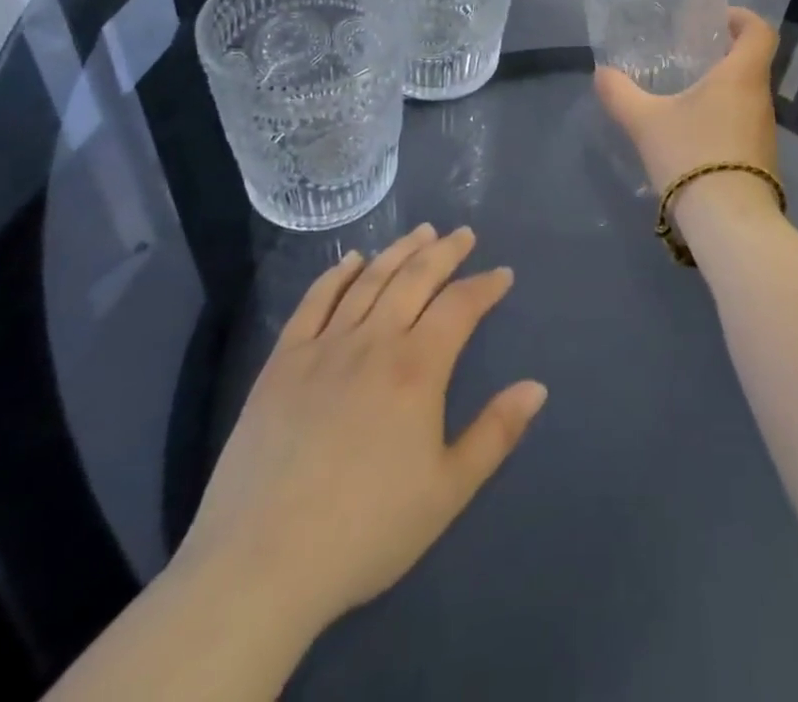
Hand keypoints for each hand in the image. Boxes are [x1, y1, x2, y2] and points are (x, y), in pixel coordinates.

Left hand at [176, 224, 546, 634]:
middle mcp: (373, 342)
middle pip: (415, 278)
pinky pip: (313, 302)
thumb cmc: (366, 531)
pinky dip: (336, 275)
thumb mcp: (448, 491)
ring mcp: (324, 347)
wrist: (261, 564)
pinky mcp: (283, 362)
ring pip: (369, 280)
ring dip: (399, 251)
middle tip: (464, 234)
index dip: (485, 285)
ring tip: (421, 232)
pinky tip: (351, 260)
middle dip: (445, 252)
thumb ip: (496, 433)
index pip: (460, 307)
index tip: (502, 274)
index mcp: (417, 369)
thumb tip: (536, 386)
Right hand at [593, 7, 780, 204]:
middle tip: (690, 57)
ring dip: (723, 90)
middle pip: (752, 63)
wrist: (729, 222)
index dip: (743, 18)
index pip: (760, 31)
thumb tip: (602, 73)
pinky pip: (744, 125)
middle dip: (724, 55)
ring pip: (747, 97)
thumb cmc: (691, 154)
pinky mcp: (762, 160)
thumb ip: (620, 94)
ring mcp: (765, 132)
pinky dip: (723, 120)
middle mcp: (761, 98)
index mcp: (742, 76)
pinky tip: (694, 136)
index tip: (718, 19)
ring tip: (686, 96)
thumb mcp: (645, 122)